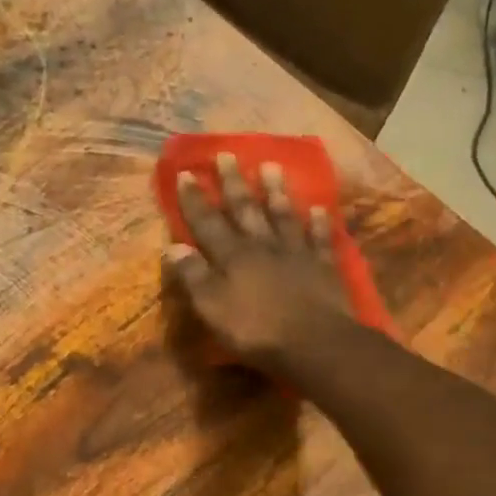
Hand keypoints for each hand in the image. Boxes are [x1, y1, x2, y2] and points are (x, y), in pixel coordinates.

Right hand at [163, 152, 356, 372]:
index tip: (186, 173)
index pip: (207, 223)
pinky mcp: (323, 267)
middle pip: (246, 209)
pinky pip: (320, 238)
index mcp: (232, 257)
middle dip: (234, 182)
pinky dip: (319, 222)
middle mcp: (262, 246)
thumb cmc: (256, 330)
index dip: (194, 199)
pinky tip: (319, 207)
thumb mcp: (212, 308)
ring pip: (283, 215)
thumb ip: (193, 277)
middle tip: (227, 153)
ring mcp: (296, 253)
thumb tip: (172, 248)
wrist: (314, 343)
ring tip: (271, 166)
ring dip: (275, 191)